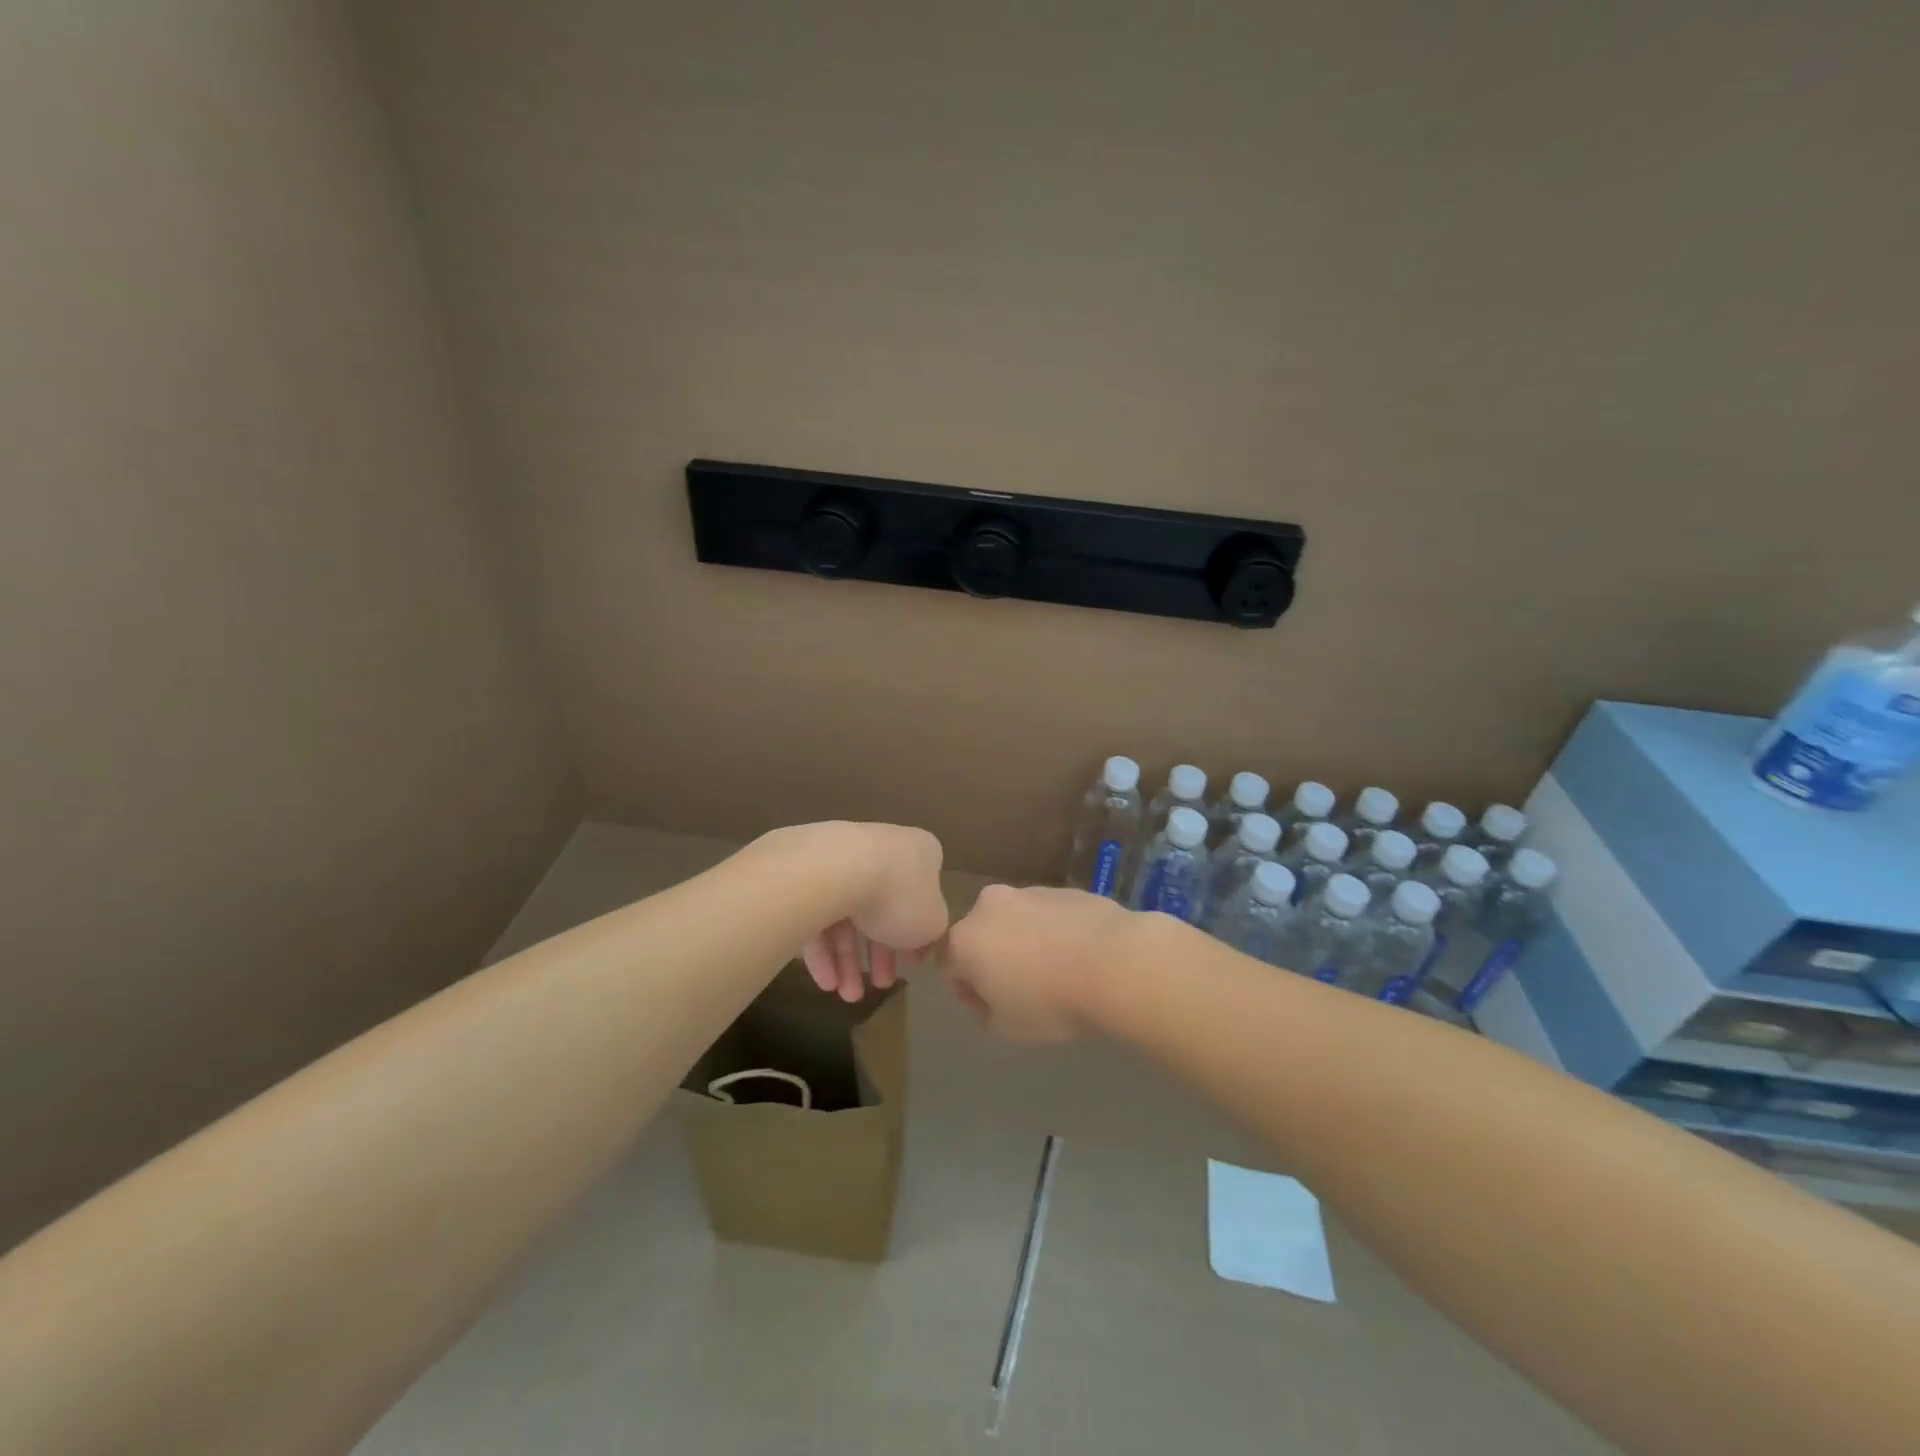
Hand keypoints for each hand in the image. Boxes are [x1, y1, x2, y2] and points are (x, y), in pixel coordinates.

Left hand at [798, 823, 948, 1001]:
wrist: (836, 870)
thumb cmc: (898, 895)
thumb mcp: (933, 924)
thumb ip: (932, 932)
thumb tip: (921, 938)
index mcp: (919, 852)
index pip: (923, 894)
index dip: (918, 933)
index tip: (912, 962)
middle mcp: (881, 847)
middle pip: (882, 907)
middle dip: (880, 954)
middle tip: (880, 984)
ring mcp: (841, 857)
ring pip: (848, 914)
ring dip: (849, 960)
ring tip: (847, 995)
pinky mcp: (805, 872)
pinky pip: (818, 913)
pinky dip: (823, 949)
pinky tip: (825, 981)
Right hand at [942, 884, 1127, 1043]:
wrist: (1114, 962)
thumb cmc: (1050, 1001)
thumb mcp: (1006, 1029)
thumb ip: (984, 1013)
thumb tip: (988, 998)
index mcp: (966, 939)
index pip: (948, 964)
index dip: (966, 989)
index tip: (991, 1007)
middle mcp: (990, 906)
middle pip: (981, 935)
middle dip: (994, 959)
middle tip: (1022, 990)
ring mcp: (1029, 892)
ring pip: (1016, 921)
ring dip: (1026, 943)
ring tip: (1057, 972)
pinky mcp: (1064, 889)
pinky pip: (1049, 915)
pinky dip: (1056, 932)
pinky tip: (1080, 956)